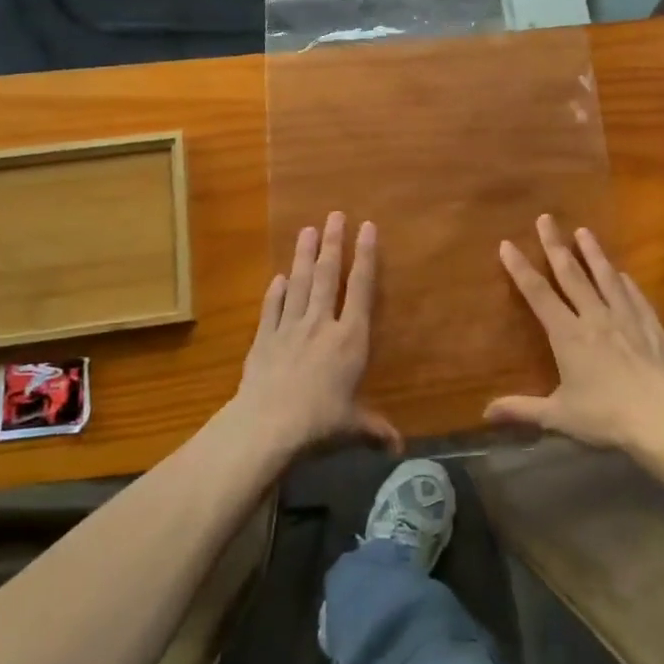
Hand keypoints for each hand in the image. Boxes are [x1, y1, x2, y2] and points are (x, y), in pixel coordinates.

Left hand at [231, 212, 401, 457]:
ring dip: (303, 256)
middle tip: (334, 215)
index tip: (367, 228)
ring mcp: (289, 328)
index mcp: (349, 338)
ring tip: (307, 230)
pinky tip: (277, 278)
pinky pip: (272, 308)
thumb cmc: (319, 422)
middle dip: (332, 244)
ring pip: (298, 284)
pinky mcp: (264, 339)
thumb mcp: (352, 427)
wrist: (267, 425)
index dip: (365, 256)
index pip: (360, 288)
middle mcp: (321, 324)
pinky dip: (275, 292)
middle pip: (326, 276)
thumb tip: (400, 448)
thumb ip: (375, 430)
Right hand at [487, 215, 663, 449]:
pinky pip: (635, 296)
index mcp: (568, 335)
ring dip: (593, 253)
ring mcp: (627, 318)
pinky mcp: (652, 326)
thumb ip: (522, 410)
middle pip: (571, 274)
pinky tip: (623, 274)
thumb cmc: (607, 417)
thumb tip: (485, 412)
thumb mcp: (559, 416)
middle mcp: (595, 317)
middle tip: (546, 218)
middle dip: (555, 245)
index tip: (507, 244)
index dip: (520, 268)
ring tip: (584, 232)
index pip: (538, 294)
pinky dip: (625, 282)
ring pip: (606, 277)